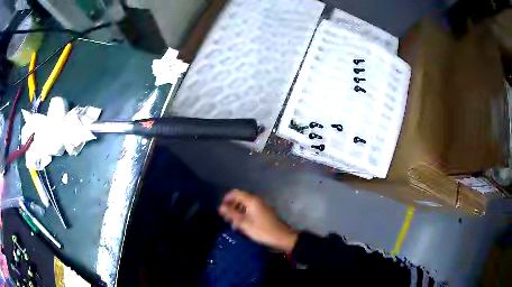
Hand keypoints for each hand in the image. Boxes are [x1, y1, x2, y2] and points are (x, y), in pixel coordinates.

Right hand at [219, 189, 297, 251]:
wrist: (281, 237)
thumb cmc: (262, 231)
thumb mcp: (244, 224)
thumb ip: (231, 214)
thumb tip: (220, 207)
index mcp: (252, 200)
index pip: (235, 193)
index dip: (226, 199)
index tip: (220, 209)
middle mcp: (256, 200)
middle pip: (239, 198)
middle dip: (230, 206)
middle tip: (224, 217)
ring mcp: (260, 206)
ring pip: (244, 204)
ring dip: (236, 211)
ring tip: (231, 222)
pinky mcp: (262, 212)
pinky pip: (249, 209)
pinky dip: (243, 214)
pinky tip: (240, 224)